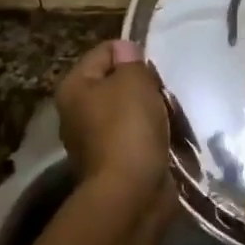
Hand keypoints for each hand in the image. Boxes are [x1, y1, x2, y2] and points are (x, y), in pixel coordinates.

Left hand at [55, 39, 171, 197]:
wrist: (131, 193)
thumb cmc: (128, 128)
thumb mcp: (134, 81)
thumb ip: (131, 60)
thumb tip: (126, 51)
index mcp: (73, 87)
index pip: (105, 51)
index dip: (133, 54)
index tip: (154, 70)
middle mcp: (77, 112)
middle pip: (117, 83)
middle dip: (144, 85)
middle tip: (163, 93)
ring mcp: (93, 141)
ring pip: (129, 111)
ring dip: (151, 111)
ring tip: (171, 115)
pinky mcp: (113, 163)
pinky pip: (137, 137)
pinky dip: (152, 136)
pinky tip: (168, 137)